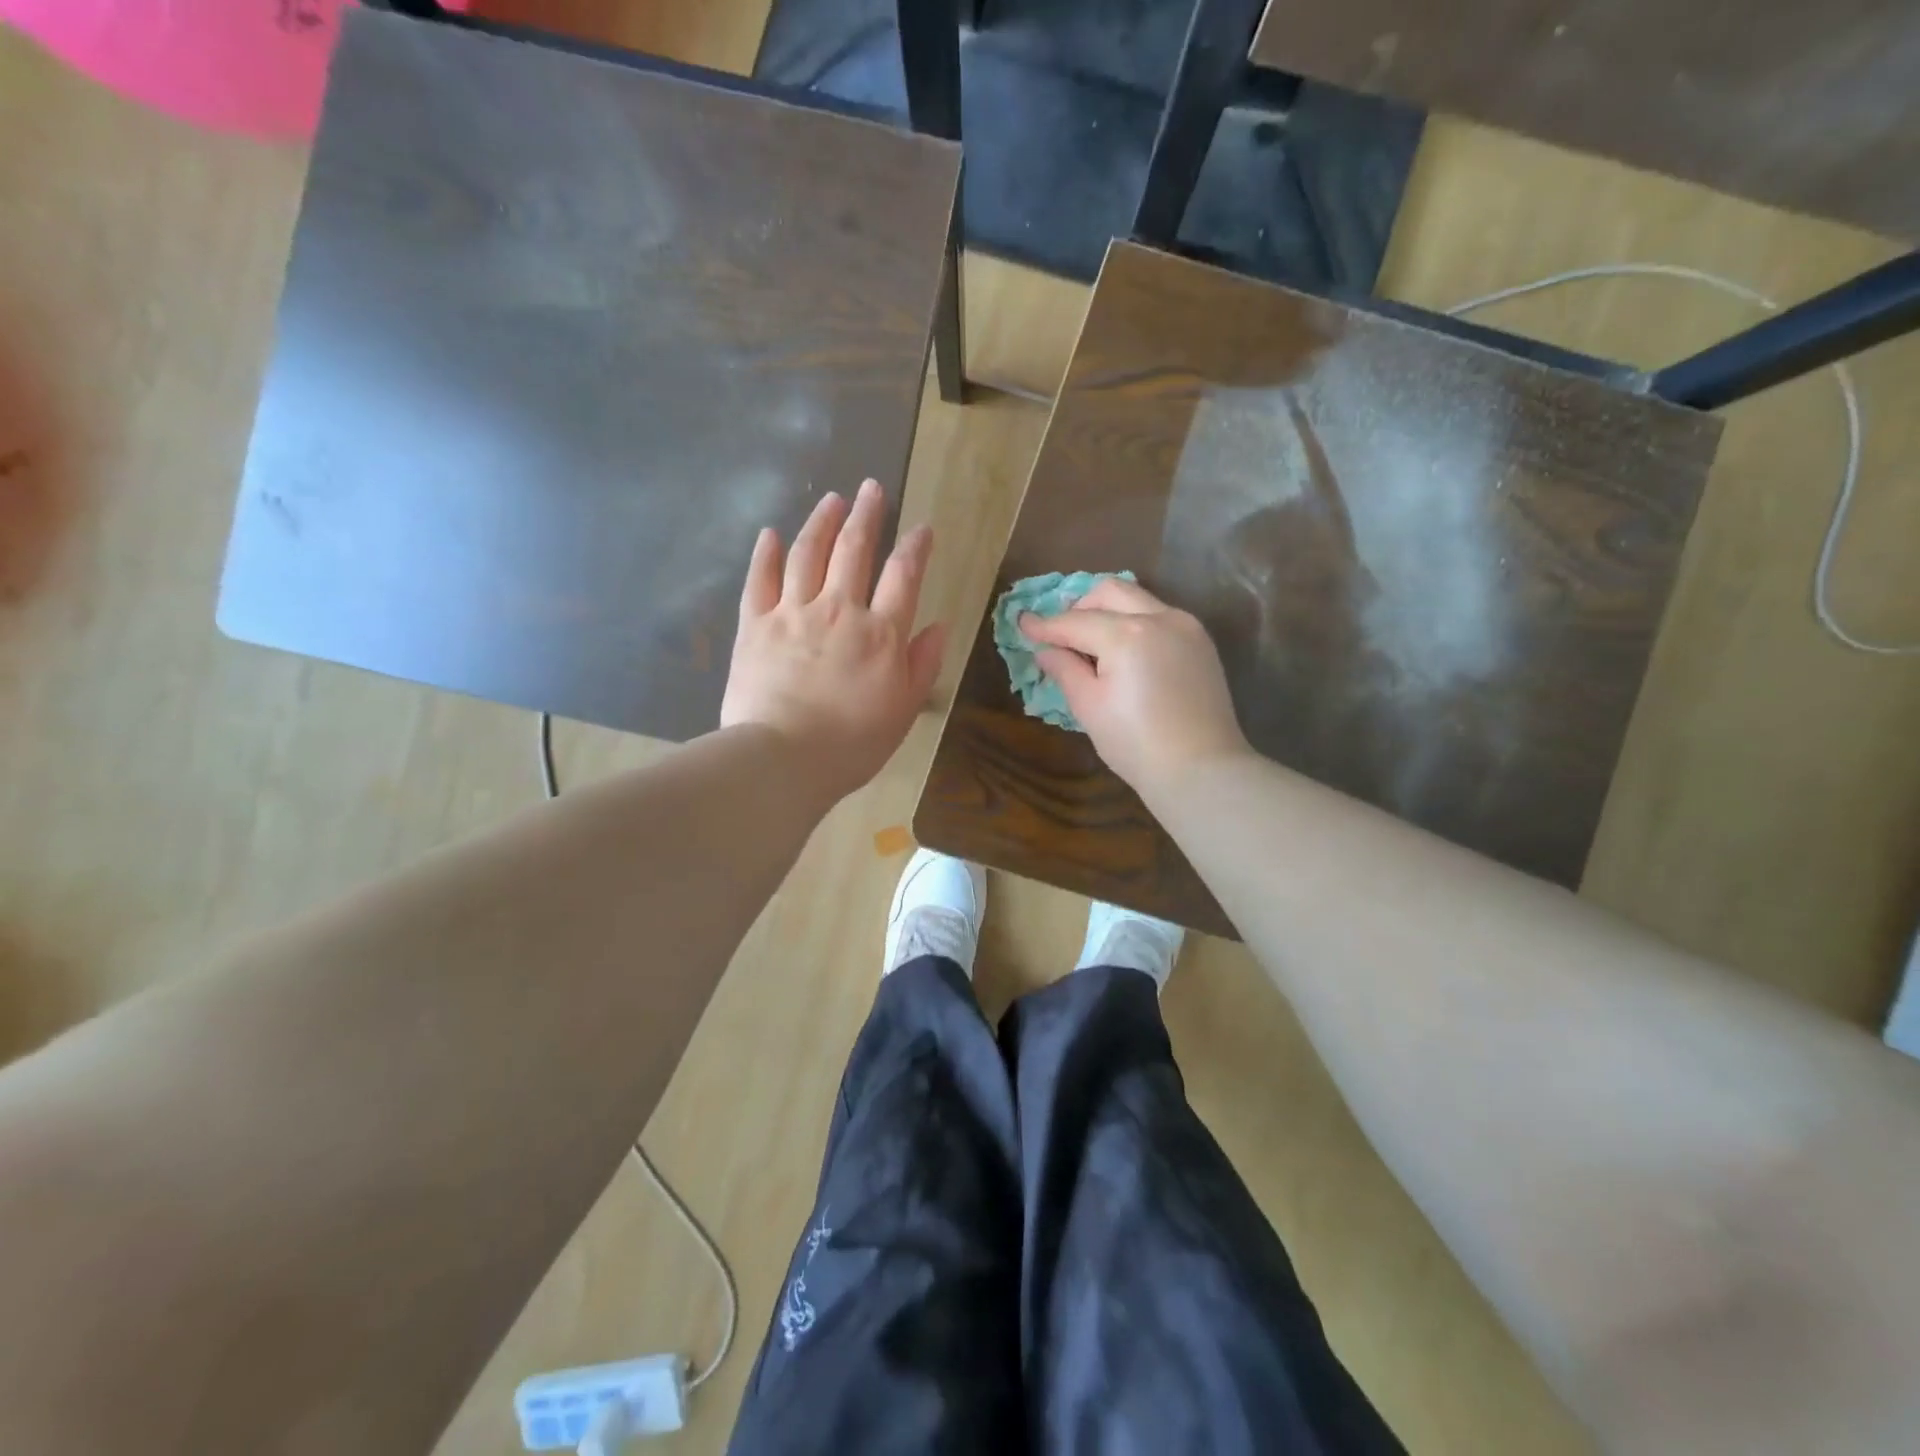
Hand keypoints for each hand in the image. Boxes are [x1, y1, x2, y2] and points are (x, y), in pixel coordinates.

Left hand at [722, 478, 945, 799]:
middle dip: (866, 514)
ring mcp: (792, 613)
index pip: (903, 576)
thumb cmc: (852, 743)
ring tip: (831, 499)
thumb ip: (923, 664)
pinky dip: (767, 554)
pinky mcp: (754, 625)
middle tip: (871, 488)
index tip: (922, 528)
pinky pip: (760, 580)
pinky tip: (772, 534)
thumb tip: (938, 626)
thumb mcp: (903, 710)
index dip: (915, 547)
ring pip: (808, 553)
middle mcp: (838, 610)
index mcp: (881, 633)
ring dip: (821, 522)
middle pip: (853, 550)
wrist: (782, 759)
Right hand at [1020, 578, 1250, 794]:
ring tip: (1093, 645)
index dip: (1045, 625)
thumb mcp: (1090, 707)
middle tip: (1062, 635)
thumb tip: (1046, 650)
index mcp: (1127, 635)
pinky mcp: (1201, 642)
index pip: (1075, 622)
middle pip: (1110, 592)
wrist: (1201, 770)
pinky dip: (1135, 623)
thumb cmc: (1136, 744)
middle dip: (1080, 607)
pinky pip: (1160, 616)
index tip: (1023, 624)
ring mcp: (1186, 626)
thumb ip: (1065, 670)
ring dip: (1109, 612)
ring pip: (1138, 599)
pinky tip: (1126, 654)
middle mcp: (1159, 617)